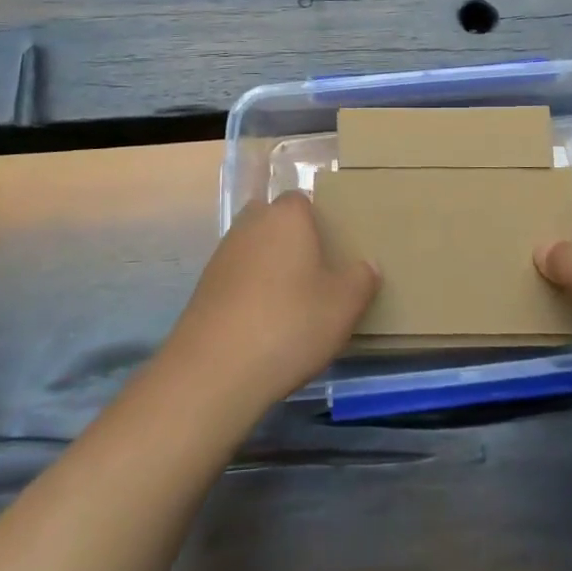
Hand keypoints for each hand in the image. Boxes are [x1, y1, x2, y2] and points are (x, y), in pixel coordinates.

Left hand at [162, 191, 378, 414]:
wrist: (215, 370)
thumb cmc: (290, 323)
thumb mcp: (344, 305)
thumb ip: (361, 279)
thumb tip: (368, 265)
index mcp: (286, 217)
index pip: (302, 200)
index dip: (318, 220)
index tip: (333, 249)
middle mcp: (250, 225)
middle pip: (274, 220)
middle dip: (291, 239)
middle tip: (315, 272)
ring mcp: (222, 256)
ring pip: (253, 249)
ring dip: (269, 266)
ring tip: (291, 302)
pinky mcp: (203, 288)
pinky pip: (236, 278)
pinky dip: (250, 291)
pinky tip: (263, 323)